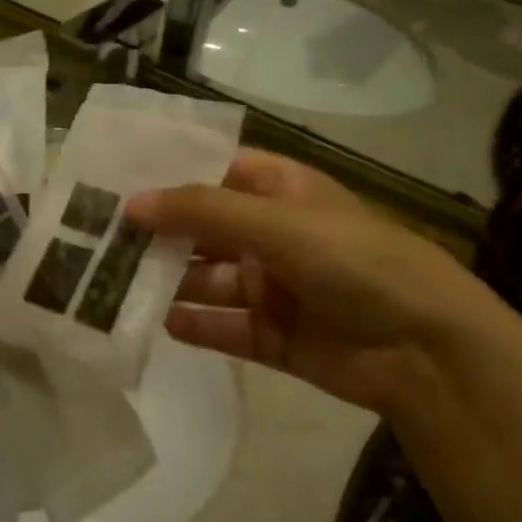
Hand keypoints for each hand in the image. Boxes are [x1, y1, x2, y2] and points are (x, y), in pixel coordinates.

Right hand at [126, 150, 518, 412]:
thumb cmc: (355, 260)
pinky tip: (156, 325)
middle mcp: (270, 234)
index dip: (166, 172)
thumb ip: (202, 211)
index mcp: (278, 190)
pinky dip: (194, 325)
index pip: (211, 170)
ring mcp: (272, 285)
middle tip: (93, 236)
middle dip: (156, 233)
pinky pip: (223, 326)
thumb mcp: (278, 222)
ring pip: (206, 278)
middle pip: (201, 227)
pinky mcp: (273, 334)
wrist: (428, 351)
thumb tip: (131, 203)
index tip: (110, 178)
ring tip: (108, 283)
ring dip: (166, 281)